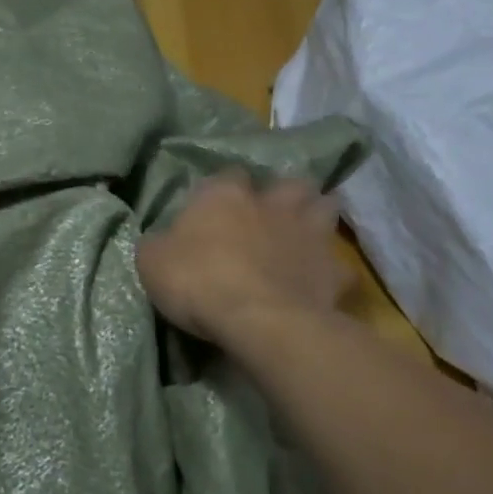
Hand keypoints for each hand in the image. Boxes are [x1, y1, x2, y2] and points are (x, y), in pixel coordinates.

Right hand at [137, 171, 344, 344]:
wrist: (257, 318)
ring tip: (306, 234)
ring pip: (326, 208)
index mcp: (224, 194)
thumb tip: (163, 241)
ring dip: (317, 217)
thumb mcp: (151, 261)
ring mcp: (308, 233)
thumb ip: (159, 243)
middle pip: (288, 183)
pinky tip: (323, 282)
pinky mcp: (332, 270)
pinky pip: (340, 267)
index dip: (224, 190)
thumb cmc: (197, 281)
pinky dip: (333, 272)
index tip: (217, 209)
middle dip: (285, 194)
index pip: (228, 175)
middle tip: (274, 212)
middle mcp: (270, 203)